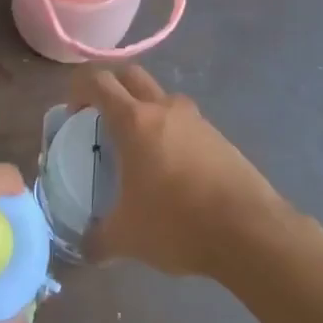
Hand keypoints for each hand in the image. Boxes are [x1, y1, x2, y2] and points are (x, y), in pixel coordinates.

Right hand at [70, 66, 279, 279]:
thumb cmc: (177, 223)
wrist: (249, 231)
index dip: (78, 87)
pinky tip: (171, 171)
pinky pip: (186, 123)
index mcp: (135, 121)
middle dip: (111, 88)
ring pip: (162, 98)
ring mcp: (197, 120)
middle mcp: (165, 109)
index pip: (98, 81)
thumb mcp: (127, 237)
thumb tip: (85, 247)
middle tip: (100, 119)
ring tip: (137, 149)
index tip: (73, 112)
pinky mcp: (220, 137)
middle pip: (131, 76)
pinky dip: (171, 133)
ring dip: (144, 110)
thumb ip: (98, 239)